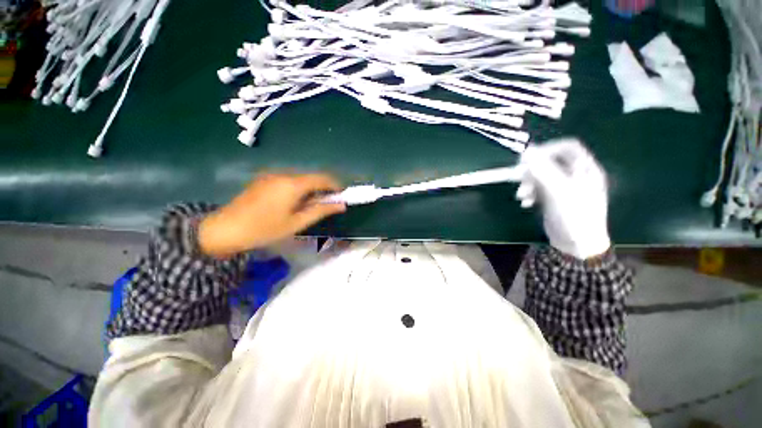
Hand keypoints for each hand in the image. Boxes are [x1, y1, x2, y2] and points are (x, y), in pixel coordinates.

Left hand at [198, 173, 345, 257]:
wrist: (225, 229)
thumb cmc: (264, 229)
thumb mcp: (297, 223)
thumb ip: (321, 211)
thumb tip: (341, 205)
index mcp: (293, 184)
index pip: (322, 178)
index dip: (335, 185)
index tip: (342, 195)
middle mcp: (283, 174)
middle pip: (311, 176)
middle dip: (323, 187)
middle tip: (329, 203)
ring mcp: (272, 175)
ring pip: (300, 178)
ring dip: (311, 188)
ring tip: (312, 205)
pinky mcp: (264, 179)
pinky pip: (289, 180)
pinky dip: (299, 188)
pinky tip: (295, 201)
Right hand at [516, 139, 610, 259]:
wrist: (577, 245)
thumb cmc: (574, 216)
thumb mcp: (559, 191)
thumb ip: (543, 170)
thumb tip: (527, 151)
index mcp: (584, 169)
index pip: (567, 147)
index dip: (547, 148)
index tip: (528, 158)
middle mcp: (575, 175)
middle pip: (551, 162)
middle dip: (533, 169)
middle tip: (518, 177)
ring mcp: (564, 188)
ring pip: (542, 176)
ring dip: (528, 183)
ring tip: (521, 195)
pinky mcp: (554, 199)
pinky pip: (539, 189)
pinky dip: (530, 194)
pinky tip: (525, 203)